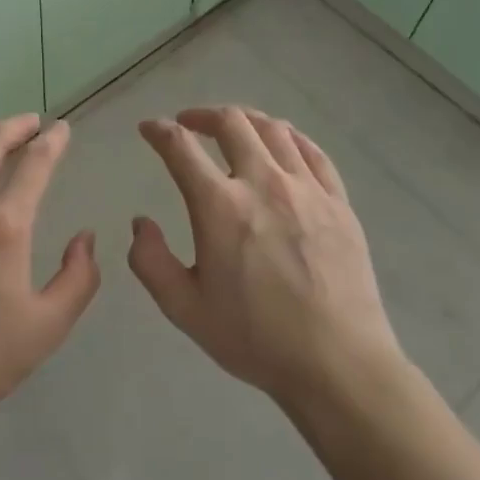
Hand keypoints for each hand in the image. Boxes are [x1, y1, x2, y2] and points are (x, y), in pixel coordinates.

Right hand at [130, 106, 400, 410]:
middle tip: (189, 124)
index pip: (181, 147)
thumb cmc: (255, 338)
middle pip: (231, 123)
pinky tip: (283, 143)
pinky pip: (313, 152)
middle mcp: (262, 182)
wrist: (337, 364)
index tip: (149, 129)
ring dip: (245, 120)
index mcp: (219, 206)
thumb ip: (151, 261)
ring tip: (234, 128)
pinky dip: (290, 137)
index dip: (159, 131)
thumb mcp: (185, 309)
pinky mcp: (338, 202)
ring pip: (273, 129)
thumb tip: (141, 223)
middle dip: (202, 115)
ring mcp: (306, 188)